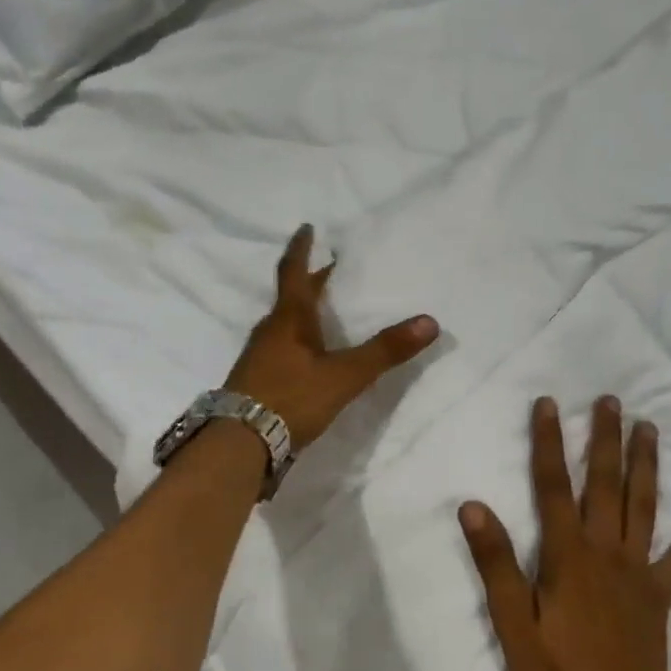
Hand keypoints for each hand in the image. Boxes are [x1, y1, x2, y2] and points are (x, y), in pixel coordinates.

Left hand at [225, 225, 438, 449]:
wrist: (240, 442)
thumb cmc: (291, 398)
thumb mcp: (344, 375)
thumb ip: (385, 351)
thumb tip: (430, 321)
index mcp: (289, 319)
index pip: (295, 273)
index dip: (301, 249)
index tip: (307, 228)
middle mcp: (271, 331)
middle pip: (292, 297)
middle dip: (313, 281)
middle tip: (333, 270)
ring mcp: (261, 356)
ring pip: (286, 323)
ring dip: (306, 311)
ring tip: (327, 311)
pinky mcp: (258, 379)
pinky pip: (282, 346)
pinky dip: (299, 339)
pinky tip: (311, 355)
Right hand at [459, 396, 670, 670]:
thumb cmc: (555, 669)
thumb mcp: (511, 620)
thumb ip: (495, 562)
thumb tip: (473, 506)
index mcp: (566, 554)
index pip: (552, 485)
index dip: (548, 443)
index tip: (549, 404)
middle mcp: (605, 550)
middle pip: (605, 484)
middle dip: (605, 439)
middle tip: (611, 401)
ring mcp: (638, 570)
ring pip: (644, 507)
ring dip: (646, 465)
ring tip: (650, 428)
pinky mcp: (660, 595)